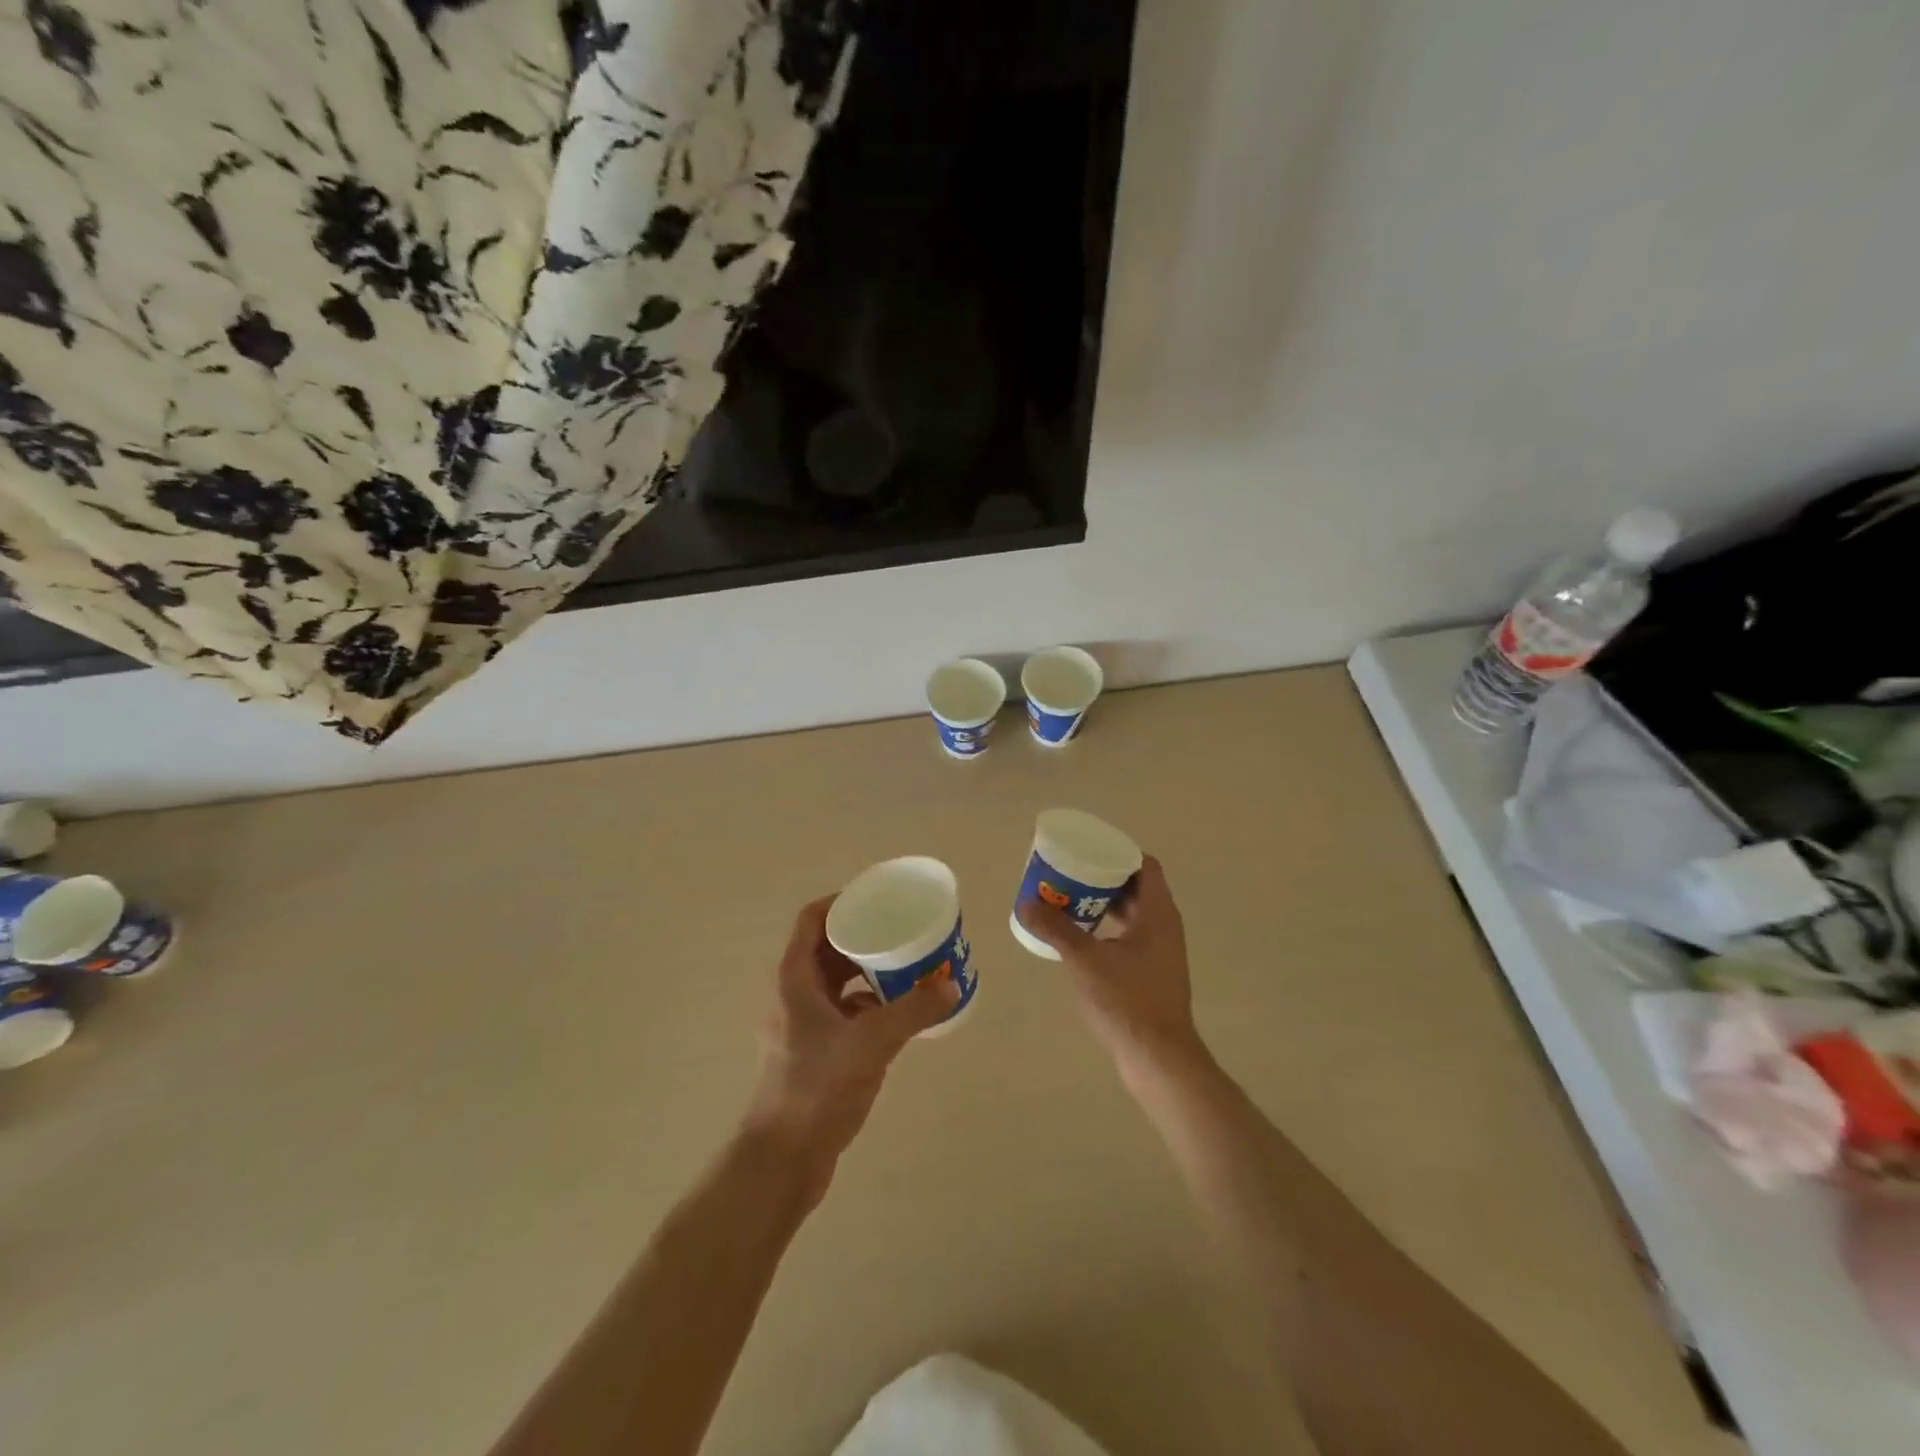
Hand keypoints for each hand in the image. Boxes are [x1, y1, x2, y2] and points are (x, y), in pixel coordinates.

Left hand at [746, 896, 958, 1194]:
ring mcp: (799, 1024)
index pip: (812, 919)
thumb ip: (913, 1010)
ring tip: (906, 967)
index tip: (879, 899)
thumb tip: (952, 985)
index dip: (842, 902)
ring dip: (867, 971)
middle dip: (864, 937)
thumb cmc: (817, 1088)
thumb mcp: (871, 1042)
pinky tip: (896, 1013)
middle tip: (902, 932)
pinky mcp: (811, 1050)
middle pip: (827, 948)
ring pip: (836, 981)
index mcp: (794, 978)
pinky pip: (841, 1010)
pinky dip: (866, 1003)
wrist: (783, 1159)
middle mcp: (792, 994)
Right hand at [1016, 856, 1208, 1085]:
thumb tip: (1025, 902)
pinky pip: (1130, 936)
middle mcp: (1164, 925)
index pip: (1144, 865)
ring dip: (1103, 905)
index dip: (1116, 853)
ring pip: (1132, 913)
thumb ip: (1056, 928)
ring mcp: (1161, 951)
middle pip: (1135, 887)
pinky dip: (1107, 929)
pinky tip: (1080, 938)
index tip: (1086, 852)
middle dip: (1102, 878)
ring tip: (1067, 902)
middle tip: (1068, 875)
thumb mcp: (1085, 960)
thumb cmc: (1127, 1001)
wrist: (1158, 1058)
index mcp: (1158, 913)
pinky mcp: (1153, 973)